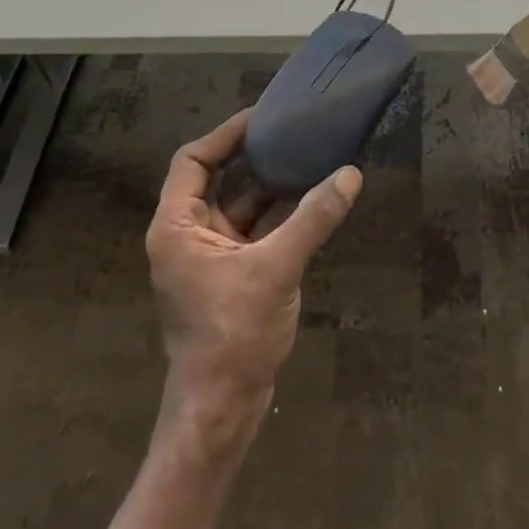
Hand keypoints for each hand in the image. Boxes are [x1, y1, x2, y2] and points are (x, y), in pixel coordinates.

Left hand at [146, 110, 361, 427]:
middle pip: (216, 178)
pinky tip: (309, 199)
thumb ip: (313, 218)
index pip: (194, 160)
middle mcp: (186, 234)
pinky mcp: (228, 275)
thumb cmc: (233, 334)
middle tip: (287, 130)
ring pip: (238, 205)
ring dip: (269, 185)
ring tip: (304, 156)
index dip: (225, 134)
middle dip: (250, 156)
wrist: (221, 411)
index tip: (261, 116)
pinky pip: (251, 230)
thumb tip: (351, 174)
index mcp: (177, 225)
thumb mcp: (276, 269)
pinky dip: (276, 215)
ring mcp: (208, 256)